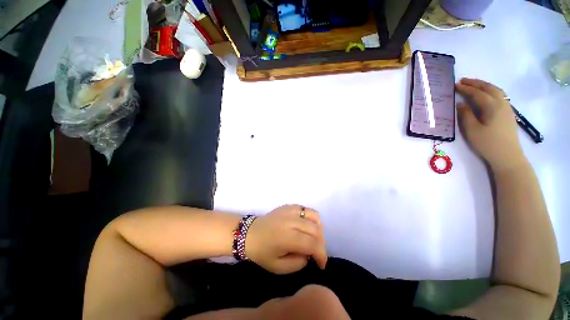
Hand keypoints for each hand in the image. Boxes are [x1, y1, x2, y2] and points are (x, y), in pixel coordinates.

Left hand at [245, 205, 327, 274]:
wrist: (249, 234)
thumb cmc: (262, 253)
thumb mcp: (279, 267)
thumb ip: (299, 263)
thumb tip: (310, 254)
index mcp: (287, 238)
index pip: (312, 244)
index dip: (321, 255)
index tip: (321, 264)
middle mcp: (291, 221)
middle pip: (316, 230)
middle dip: (321, 244)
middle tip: (316, 253)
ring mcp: (290, 210)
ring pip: (314, 217)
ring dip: (318, 229)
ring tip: (313, 238)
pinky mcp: (289, 206)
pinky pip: (307, 210)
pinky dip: (311, 219)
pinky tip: (306, 226)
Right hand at [456, 78, 526, 171]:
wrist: (508, 156)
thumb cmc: (488, 143)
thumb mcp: (472, 130)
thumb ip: (466, 115)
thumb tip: (461, 104)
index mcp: (492, 107)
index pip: (477, 93)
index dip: (466, 89)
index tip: (455, 85)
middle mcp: (501, 103)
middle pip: (489, 88)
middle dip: (476, 83)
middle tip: (463, 81)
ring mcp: (507, 108)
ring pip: (496, 91)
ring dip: (484, 85)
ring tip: (474, 85)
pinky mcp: (508, 113)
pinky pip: (500, 96)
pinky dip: (491, 91)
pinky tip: (486, 94)